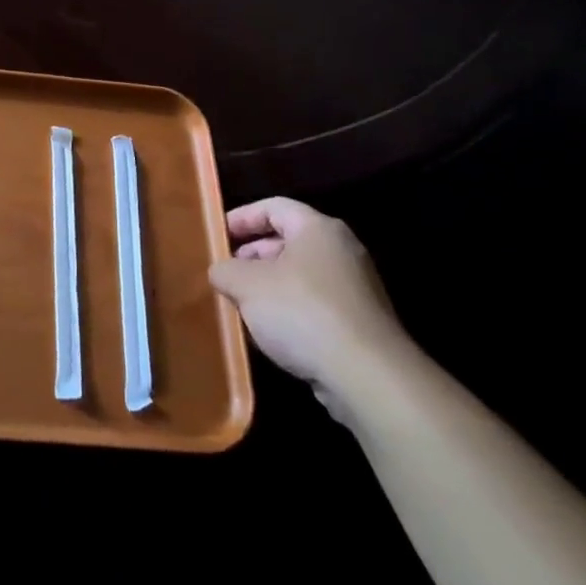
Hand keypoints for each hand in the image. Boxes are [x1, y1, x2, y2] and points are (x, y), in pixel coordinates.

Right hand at [209, 197, 411, 409]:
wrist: (367, 377)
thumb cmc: (302, 312)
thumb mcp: (246, 285)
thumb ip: (225, 270)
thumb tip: (221, 271)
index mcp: (318, 229)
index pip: (273, 207)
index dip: (242, 217)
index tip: (217, 235)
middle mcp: (341, 251)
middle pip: (288, 241)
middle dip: (252, 255)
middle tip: (227, 273)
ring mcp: (355, 288)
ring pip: (300, 275)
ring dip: (268, 286)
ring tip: (241, 305)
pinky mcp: (360, 323)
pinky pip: (315, 304)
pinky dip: (289, 310)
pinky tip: (270, 333)